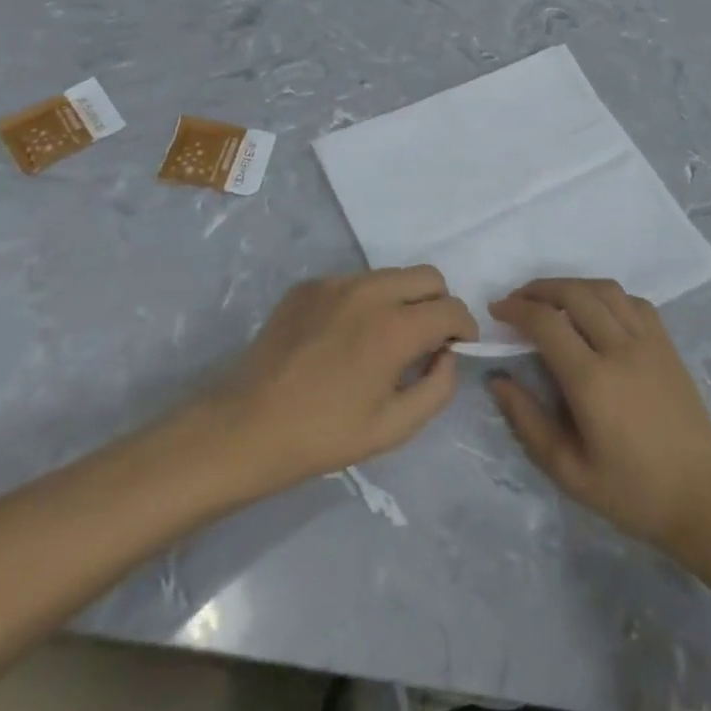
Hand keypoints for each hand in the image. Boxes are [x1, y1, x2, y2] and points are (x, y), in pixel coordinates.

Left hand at [200, 266, 477, 496]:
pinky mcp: (309, 285)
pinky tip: (344, 337)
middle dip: (439, 303)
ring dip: (403, 299)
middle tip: (426, 340)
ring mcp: (336, 283)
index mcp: (394, 327)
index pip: (451, 308)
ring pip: (391, 275)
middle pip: (428, 276)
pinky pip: (354, 282)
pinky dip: (365, 302)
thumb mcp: (393, 428)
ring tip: (383, 339)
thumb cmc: (323, 435)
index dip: (464, 328)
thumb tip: (447, 355)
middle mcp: (369, 292)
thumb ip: (437, 388)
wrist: (245, 426)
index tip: (458, 348)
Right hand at [488, 278, 710, 556]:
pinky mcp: (668, 344)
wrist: (702, 498)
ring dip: (573, 285)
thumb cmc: (632, 492)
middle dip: (540, 288)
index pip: (547, 323)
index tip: (497, 311)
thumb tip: (498, 380)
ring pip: (605, 289)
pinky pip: (634, 301)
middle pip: (575, 293)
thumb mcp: (569, 471)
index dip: (517, 309)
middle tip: (518, 300)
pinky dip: (607, 296)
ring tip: (552, 299)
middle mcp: (620, 348)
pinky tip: (596, 311)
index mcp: (593, 381)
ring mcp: (649, 342)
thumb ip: (528, 422)